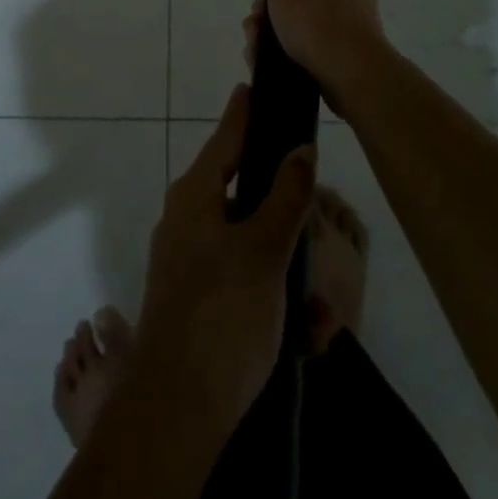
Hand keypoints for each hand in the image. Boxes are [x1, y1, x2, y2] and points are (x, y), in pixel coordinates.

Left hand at [135, 83, 314, 434]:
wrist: (176, 413)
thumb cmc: (221, 315)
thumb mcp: (264, 250)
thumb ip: (285, 195)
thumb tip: (299, 148)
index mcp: (195, 195)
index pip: (226, 136)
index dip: (245, 112)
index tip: (257, 85)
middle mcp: (188, 219)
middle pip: (246, 195)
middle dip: (289, 218)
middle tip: (321, 231)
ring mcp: (191, 261)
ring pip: (253, 247)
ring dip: (290, 273)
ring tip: (321, 318)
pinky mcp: (199, 299)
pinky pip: (246, 283)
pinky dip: (276, 300)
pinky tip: (306, 337)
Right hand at [254, 0, 389, 97]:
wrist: (352, 73)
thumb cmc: (316, 14)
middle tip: (257, 8)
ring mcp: (351, 15)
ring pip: (302, 8)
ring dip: (274, 20)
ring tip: (255, 38)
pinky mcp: (346, 46)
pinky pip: (309, 37)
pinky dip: (284, 44)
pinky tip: (264, 57)